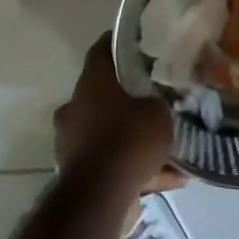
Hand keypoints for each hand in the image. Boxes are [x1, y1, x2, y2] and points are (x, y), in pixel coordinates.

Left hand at [53, 33, 187, 195]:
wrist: (99, 196)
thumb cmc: (128, 139)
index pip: (102, 49)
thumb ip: (158, 103)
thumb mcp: (158, 112)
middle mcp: (75, 107)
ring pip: (106, 129)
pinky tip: (168, 177)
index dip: (120, 43)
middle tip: (154, 97)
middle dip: (127, 96)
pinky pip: (110, 161)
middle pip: (102, 92)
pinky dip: (133, 166)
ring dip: (130, 135)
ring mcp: (70, 140)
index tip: (138, 42)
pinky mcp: (75, 170)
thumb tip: (158, 102)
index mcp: (92, 83)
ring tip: (166, 145)